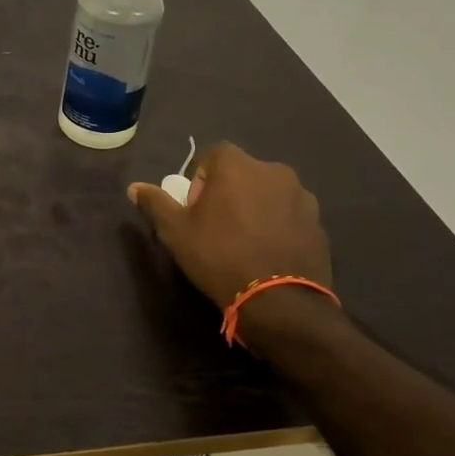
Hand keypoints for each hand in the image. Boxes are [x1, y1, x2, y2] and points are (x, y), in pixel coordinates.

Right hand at [127, 142, 332, 316]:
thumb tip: (134, 188)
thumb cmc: (219, 256)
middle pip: (243, 173)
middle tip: (217, 226)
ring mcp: (302, 197)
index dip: (200, 178)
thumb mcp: (175, 231)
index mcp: (238, 165)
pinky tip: (267, 254)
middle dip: (229, 192)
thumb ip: (155, 203)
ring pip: (269, 193)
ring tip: (245, 242)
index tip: (196, 208)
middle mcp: (274, 171)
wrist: (279, 301)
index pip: (214, 154)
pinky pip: (290, 216)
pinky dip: (278, 226)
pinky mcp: (319, 224)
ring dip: (256, 207)